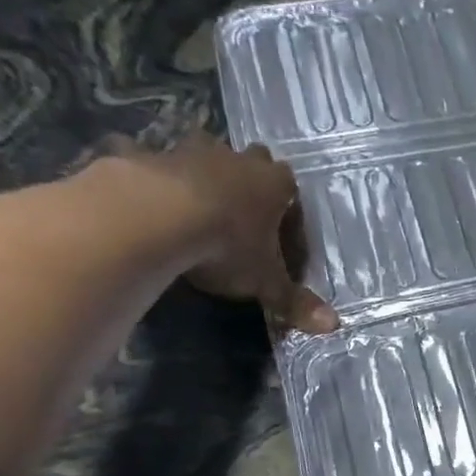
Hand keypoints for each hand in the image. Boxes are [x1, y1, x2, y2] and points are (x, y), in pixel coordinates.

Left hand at [103, 134, 337, 334]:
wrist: (155, 216)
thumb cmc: (227, 246)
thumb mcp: (266, 282)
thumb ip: (296, 302)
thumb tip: (334, 325)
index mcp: (272, 184)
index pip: (289, 182)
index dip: (286, 199)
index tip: (281, 220)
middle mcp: (235, 160)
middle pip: (250, 157)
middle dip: (248, 174)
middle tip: (242, 204)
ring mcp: (187, 152)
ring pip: (201, 149)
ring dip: (201, 167)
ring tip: (195, 197)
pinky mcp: (144, 155)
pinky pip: (146, 156)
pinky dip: (147, 169)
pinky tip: (141, 190)